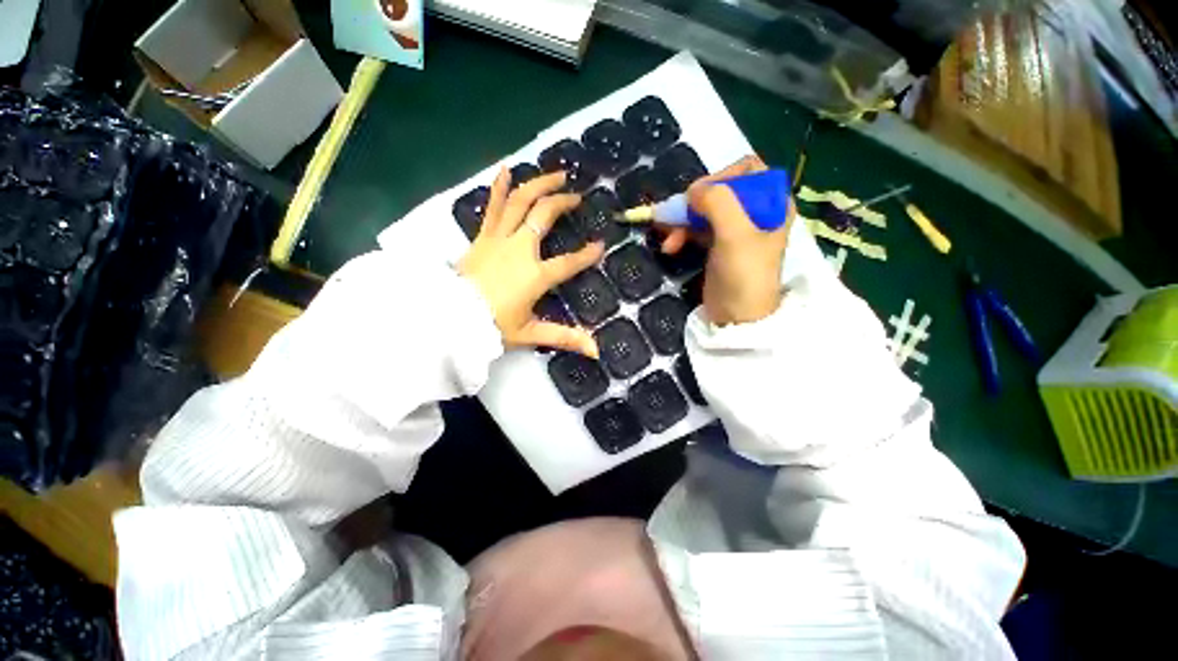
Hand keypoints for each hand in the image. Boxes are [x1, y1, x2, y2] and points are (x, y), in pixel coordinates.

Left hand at [458, 168, 604, 356]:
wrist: (451, 318)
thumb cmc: (492, 326)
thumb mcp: (531, 333)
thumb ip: (565, 337)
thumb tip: (596, 351)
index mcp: (536, 275)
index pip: (569, 263)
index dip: (586, 255)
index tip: (599, 245)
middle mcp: (520, 249)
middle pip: (544, 215)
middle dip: (563, 201)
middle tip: (577, 195)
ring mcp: (499, 238)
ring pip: (521, 202)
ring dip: (539, 184)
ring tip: (556, 173)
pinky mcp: (483, 236)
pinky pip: (493, 207)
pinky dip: (499, 187)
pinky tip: (506, 169)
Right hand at [655, 155, 792, 324]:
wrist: (737, 318)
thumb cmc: (744, 275)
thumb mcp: (735, 235)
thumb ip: (718, 202)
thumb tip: (693, 190)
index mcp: (772, 203)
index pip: (747, 169)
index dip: (721, 177)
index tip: (700, 196)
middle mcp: (755, 211)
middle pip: (719, 190)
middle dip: (693, 204)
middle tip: (674, 218)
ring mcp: (735, 229)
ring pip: (703, 210)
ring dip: (682, 221)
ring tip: (667, 240)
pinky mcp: (717, 245)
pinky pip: (696, 228)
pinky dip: (682, 234)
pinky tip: (670, 246)